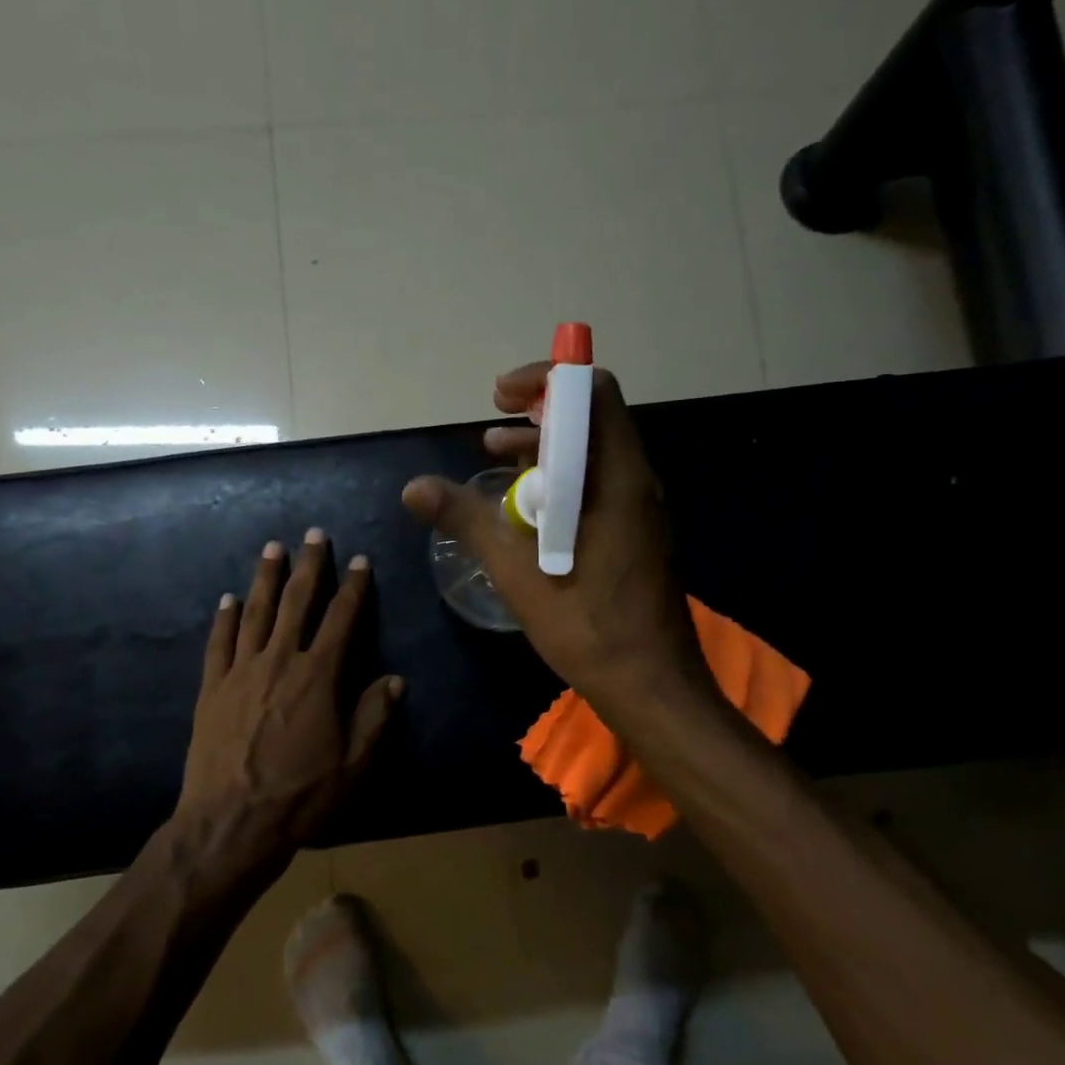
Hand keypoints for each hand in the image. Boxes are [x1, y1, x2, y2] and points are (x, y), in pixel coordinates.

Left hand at [171, 529, 402, 872]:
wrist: (230, 824)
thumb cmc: (299, 797)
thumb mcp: (353, 766)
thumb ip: (374, 718)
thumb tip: (393, 679)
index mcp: (318, 677)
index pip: (342, 620)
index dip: (354, 588)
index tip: (361, 561)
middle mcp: (279, 661)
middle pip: (296, 603)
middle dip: (308, 566)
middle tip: (314, 535)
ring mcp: (240, 672)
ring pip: (255, 613)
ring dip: (265, 578)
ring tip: (272, 548)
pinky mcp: (212, 689)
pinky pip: (219, 643)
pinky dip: (225, 618)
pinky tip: (228, 599)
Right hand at [401, 362, 705, 713]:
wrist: (650, 685)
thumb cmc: (587, 624)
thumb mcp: (517, 570)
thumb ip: (467, 520)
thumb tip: (414, 487)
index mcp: (617, 477)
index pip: (592, 392)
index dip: (544, 380)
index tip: (499, 397)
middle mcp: (636, 482)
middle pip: (591, 420)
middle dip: (538, 414)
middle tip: (491, 430)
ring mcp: (641, 511)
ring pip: (593, 456)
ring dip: (545, 450)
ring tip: (496, 458)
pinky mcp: (637, 536)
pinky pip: (598, 487)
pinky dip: (560, 482)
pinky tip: (526, 510)